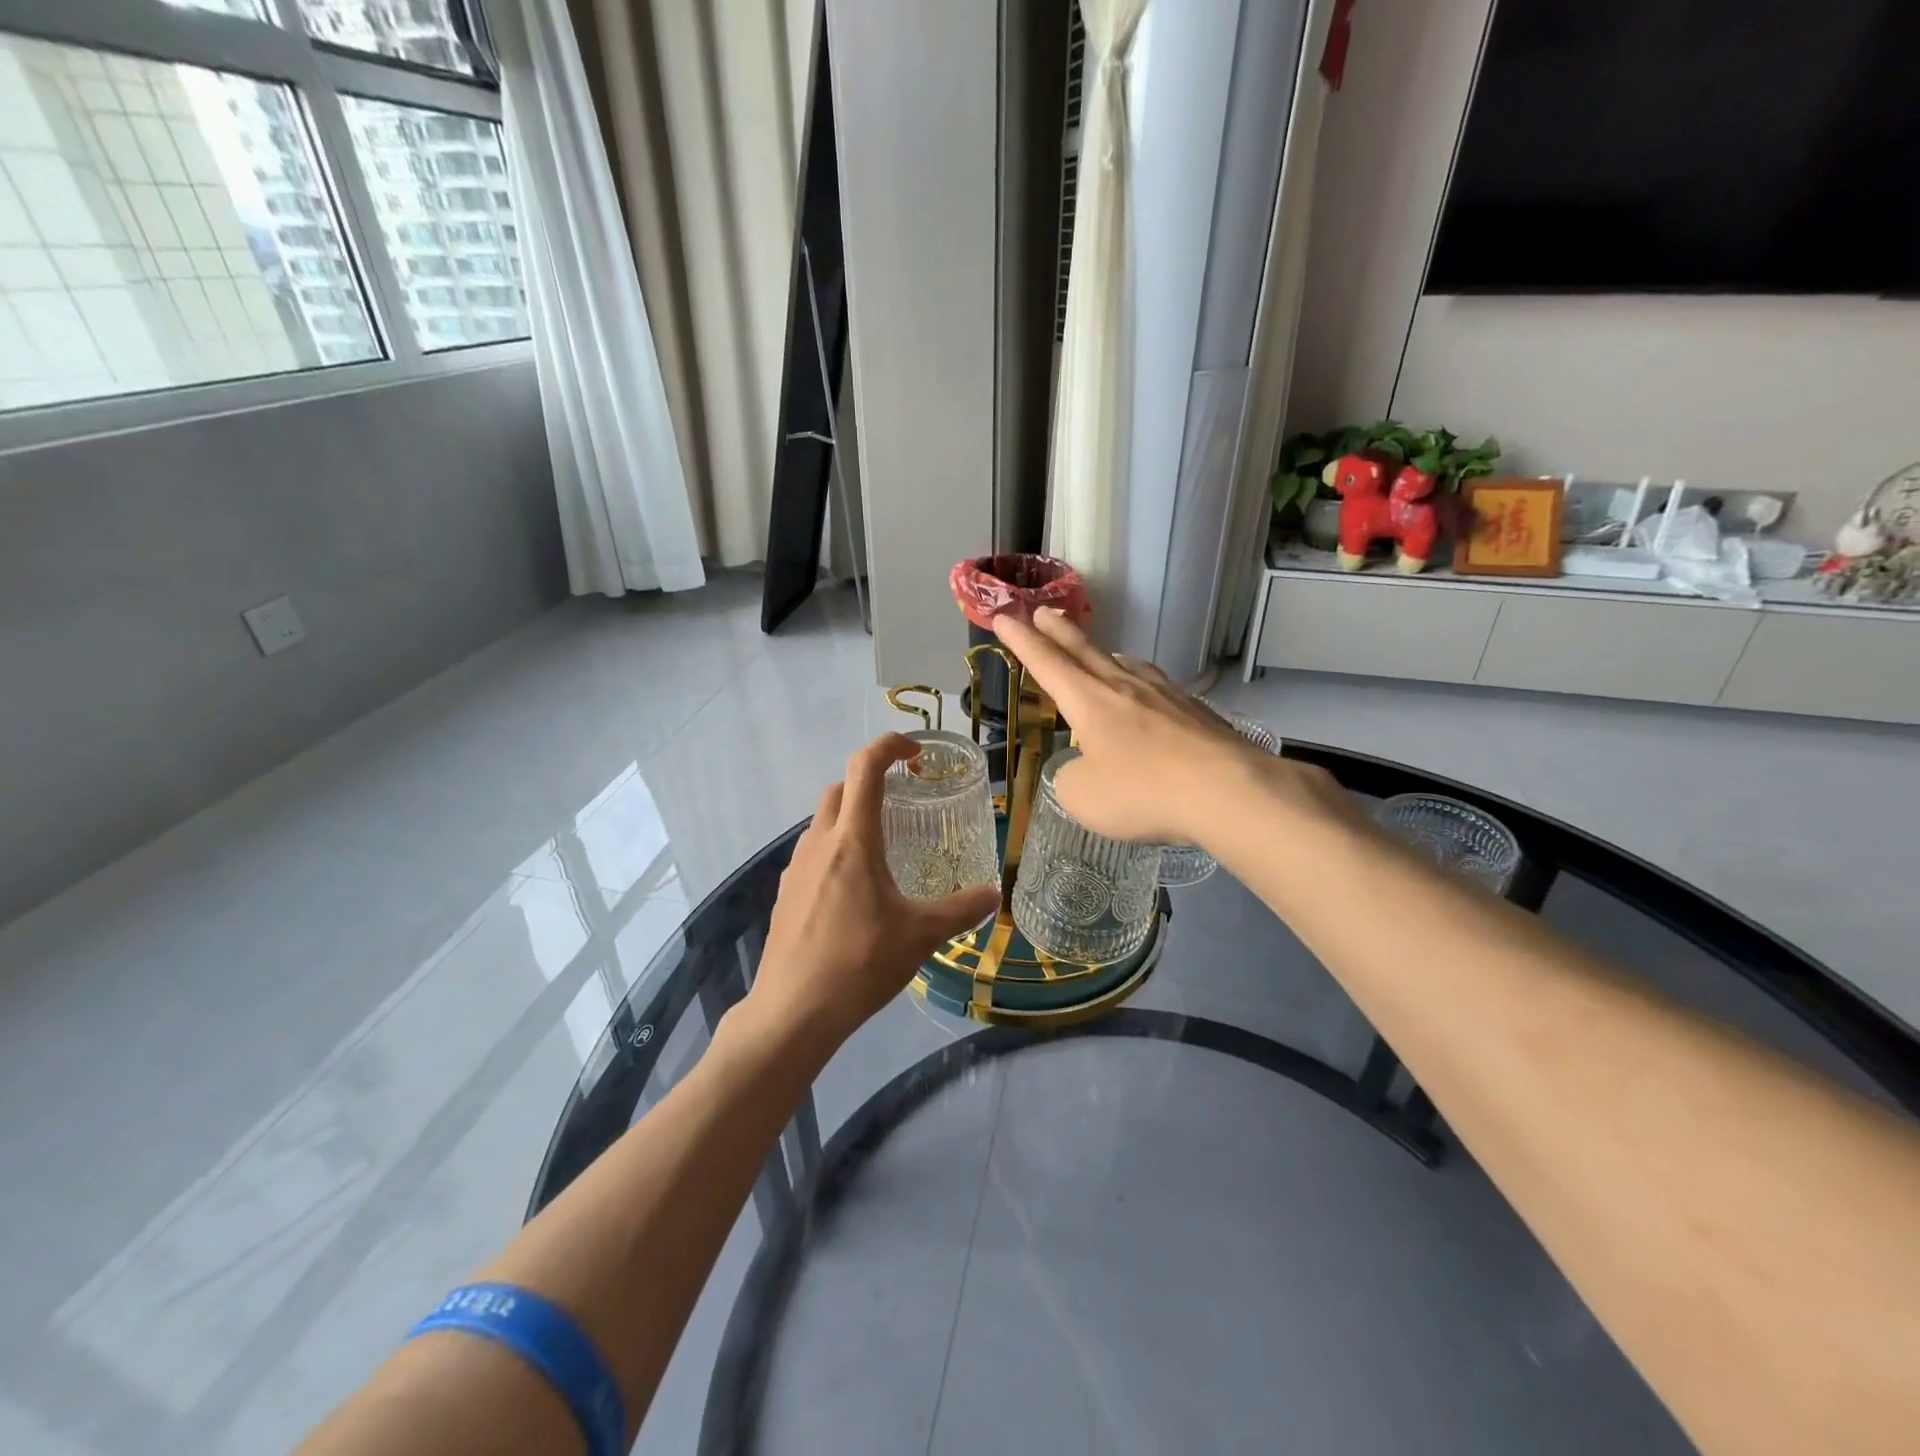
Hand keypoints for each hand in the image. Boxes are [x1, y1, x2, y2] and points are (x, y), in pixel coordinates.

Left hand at [741, 735, 1001, 1055]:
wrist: (793, 1011)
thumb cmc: (859, 963)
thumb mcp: (921, 936)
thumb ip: (961, 910)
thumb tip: (993, 895)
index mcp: (853, 840)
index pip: (865, 767)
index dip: (889, 745)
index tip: (915, 751)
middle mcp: (819, 842)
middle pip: (840, 788)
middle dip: (869, 781)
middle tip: (902, 800)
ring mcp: (795, 868)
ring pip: (822, 821)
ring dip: (850, 816)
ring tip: (882, 847)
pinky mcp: (784, 893)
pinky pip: (812, 853)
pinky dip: (835, 849)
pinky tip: (854, 889)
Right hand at [992, 609, 1358, 849]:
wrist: (1227, 790)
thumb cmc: (1142, 791)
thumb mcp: (1083, 797)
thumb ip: (1072, 779)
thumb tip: (1084, 769)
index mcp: (1089, 701)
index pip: (1046, 663)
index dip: (1021, 641)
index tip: (1004, 617)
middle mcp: (1124, 687)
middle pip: (1084, 651)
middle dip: (1059, 631)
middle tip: (1042, 611)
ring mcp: (1165, 695)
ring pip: (1125, 664)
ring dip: (1103, 654)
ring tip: (1098, 652)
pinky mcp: (1195, 711)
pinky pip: (1157, 686)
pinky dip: (1140, 681)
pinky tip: (1148, 691)